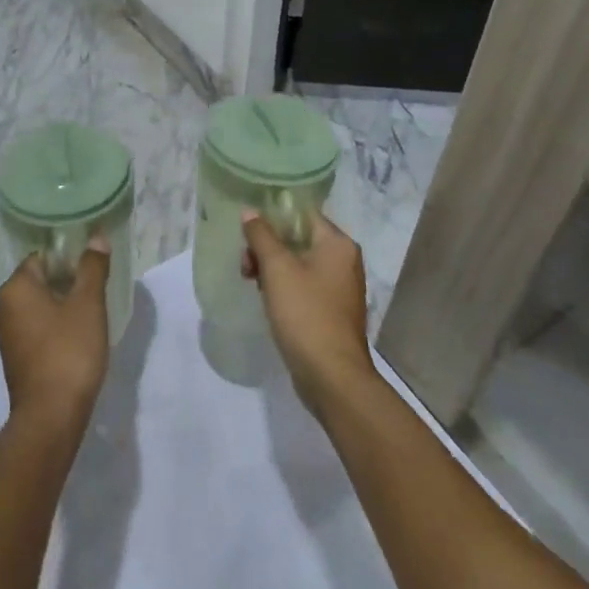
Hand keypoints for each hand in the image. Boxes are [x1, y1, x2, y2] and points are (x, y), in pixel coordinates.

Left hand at [0, 238, 110, 428]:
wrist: (50, 417)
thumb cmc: (69, 352)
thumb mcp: (88, 305)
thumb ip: (92, 268)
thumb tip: (96, 238)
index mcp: (15, 287)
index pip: (43, 257)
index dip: (69, 259)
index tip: (92, 270)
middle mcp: (3, 305)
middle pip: (39, 280)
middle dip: (67, 282)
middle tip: (95, 291)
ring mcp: (6, 333)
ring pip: (38, 305)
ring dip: (61, 306)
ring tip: (89, 314)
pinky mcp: (13, 356)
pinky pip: (35, 328)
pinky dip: (53, 327)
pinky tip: (75, 338)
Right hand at [241, 210, 375, 418]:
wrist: (332, 376)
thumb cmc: (305, 313)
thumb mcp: (277, 269)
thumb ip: (261, 235)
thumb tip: (250, 212)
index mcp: (338, 244)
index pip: (302, 214)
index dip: (273, 215)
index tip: (247, 226)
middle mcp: (344, 261)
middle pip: (298, 238)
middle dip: (267, 246)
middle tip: (245, 262)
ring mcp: (339, 288)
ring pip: (298, 263)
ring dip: (271, 267)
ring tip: (249, 280)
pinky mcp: (330, 311)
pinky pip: (303, 286)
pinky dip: (283, 286)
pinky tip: (265, 297)